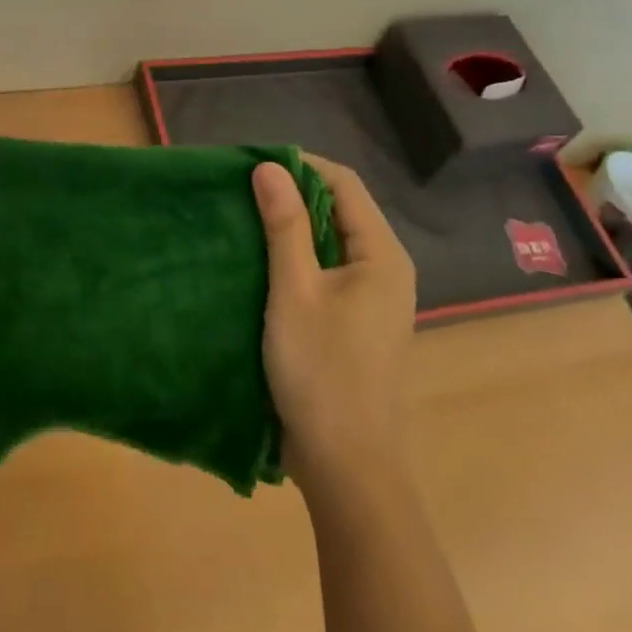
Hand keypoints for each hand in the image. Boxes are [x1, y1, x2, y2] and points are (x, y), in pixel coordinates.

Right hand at [253, 153, 416, 485]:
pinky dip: (301, 256)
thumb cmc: (321, 372)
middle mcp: (386, 268)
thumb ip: (284, 225)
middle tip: (245, 189)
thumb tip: (269, 166)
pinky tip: (265, 260)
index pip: (344, 183)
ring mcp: (375, 297)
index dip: (302, 165)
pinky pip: (331, 268)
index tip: (255, 164)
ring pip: (333, 240)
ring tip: (249, 217)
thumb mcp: (294, 291)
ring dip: (295, 225)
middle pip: (341, 208)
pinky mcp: (359, 320)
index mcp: (382, 254)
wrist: (347, 467)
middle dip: (295, 194)